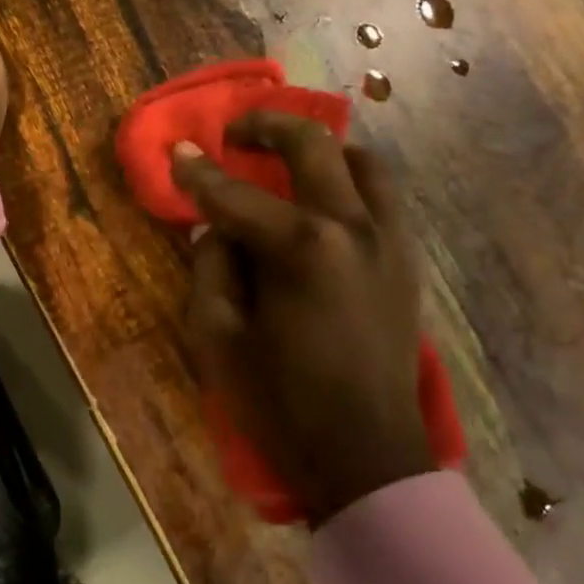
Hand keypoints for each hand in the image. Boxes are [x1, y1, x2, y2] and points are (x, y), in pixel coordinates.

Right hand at [173, 112, 432, 525]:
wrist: (365, 455)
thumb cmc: (281, 401)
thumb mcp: (218, 338)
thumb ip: (212, 268)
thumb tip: (218, 229)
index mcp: (301, 248)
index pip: (236, 195)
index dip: (199, 172)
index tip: (177, 150)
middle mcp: (353, 228)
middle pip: (313, 148)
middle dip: (268, 127)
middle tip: (237, 133)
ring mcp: (389, 241)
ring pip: (363, 162)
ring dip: (321, 150)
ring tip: (288, 161)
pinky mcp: (406, 261)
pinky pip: (382, 197)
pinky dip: (350, 181)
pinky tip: (324, 202)